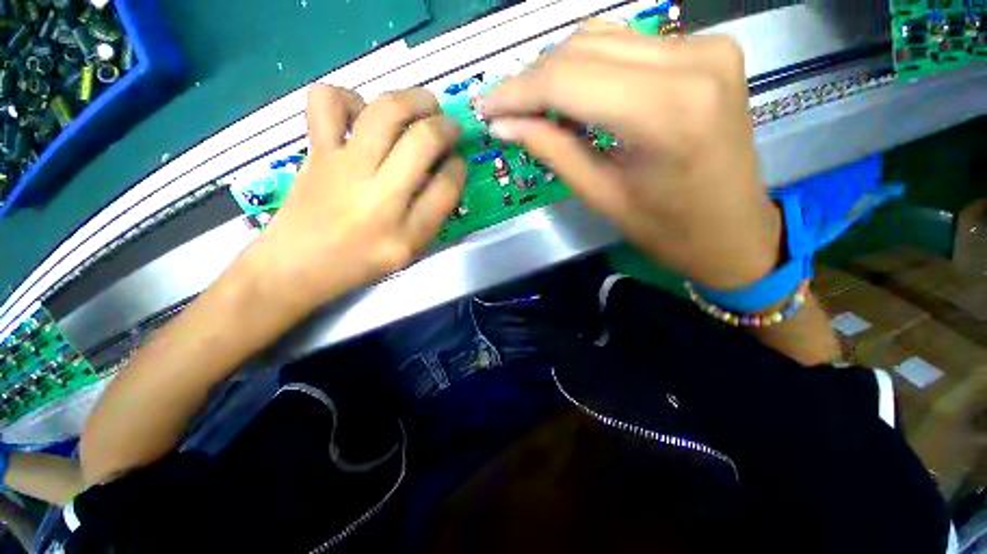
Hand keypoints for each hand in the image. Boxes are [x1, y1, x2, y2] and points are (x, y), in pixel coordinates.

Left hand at [252, 85, 465, 308]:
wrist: (296, 265)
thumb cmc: (360, 262)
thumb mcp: (409, 250)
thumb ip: (433, 214)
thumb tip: (447, 170)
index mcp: (407, 231)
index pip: (448, 185)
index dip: (460, 167)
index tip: (458, 163)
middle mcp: (379, 195)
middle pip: (424, 140)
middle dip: (448, 127)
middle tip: (451, 128)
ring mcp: (344, 167)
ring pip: (386, 111)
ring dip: (414, 99)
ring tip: (423, 106)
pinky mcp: (317, 151)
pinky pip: (327, 102)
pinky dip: (349, 97)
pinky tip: (362, 115)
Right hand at [477, 26, 781, 289]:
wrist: (733, 229)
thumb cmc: (667, 229)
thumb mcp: (601, 196)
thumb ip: (552, 150)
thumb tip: (504, 125)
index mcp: (665, 112)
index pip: (568, 80)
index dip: (517, 92)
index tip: (486, 108)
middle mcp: (691, 60)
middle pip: (583, 50)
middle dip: (533, 80)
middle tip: (505, 111)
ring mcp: (704, 48)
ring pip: (603, 38)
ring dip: (558, 71)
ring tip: (533, 106)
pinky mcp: (707, 49)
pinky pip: (629, 45)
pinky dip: (591, 65)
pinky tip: (573, 94)